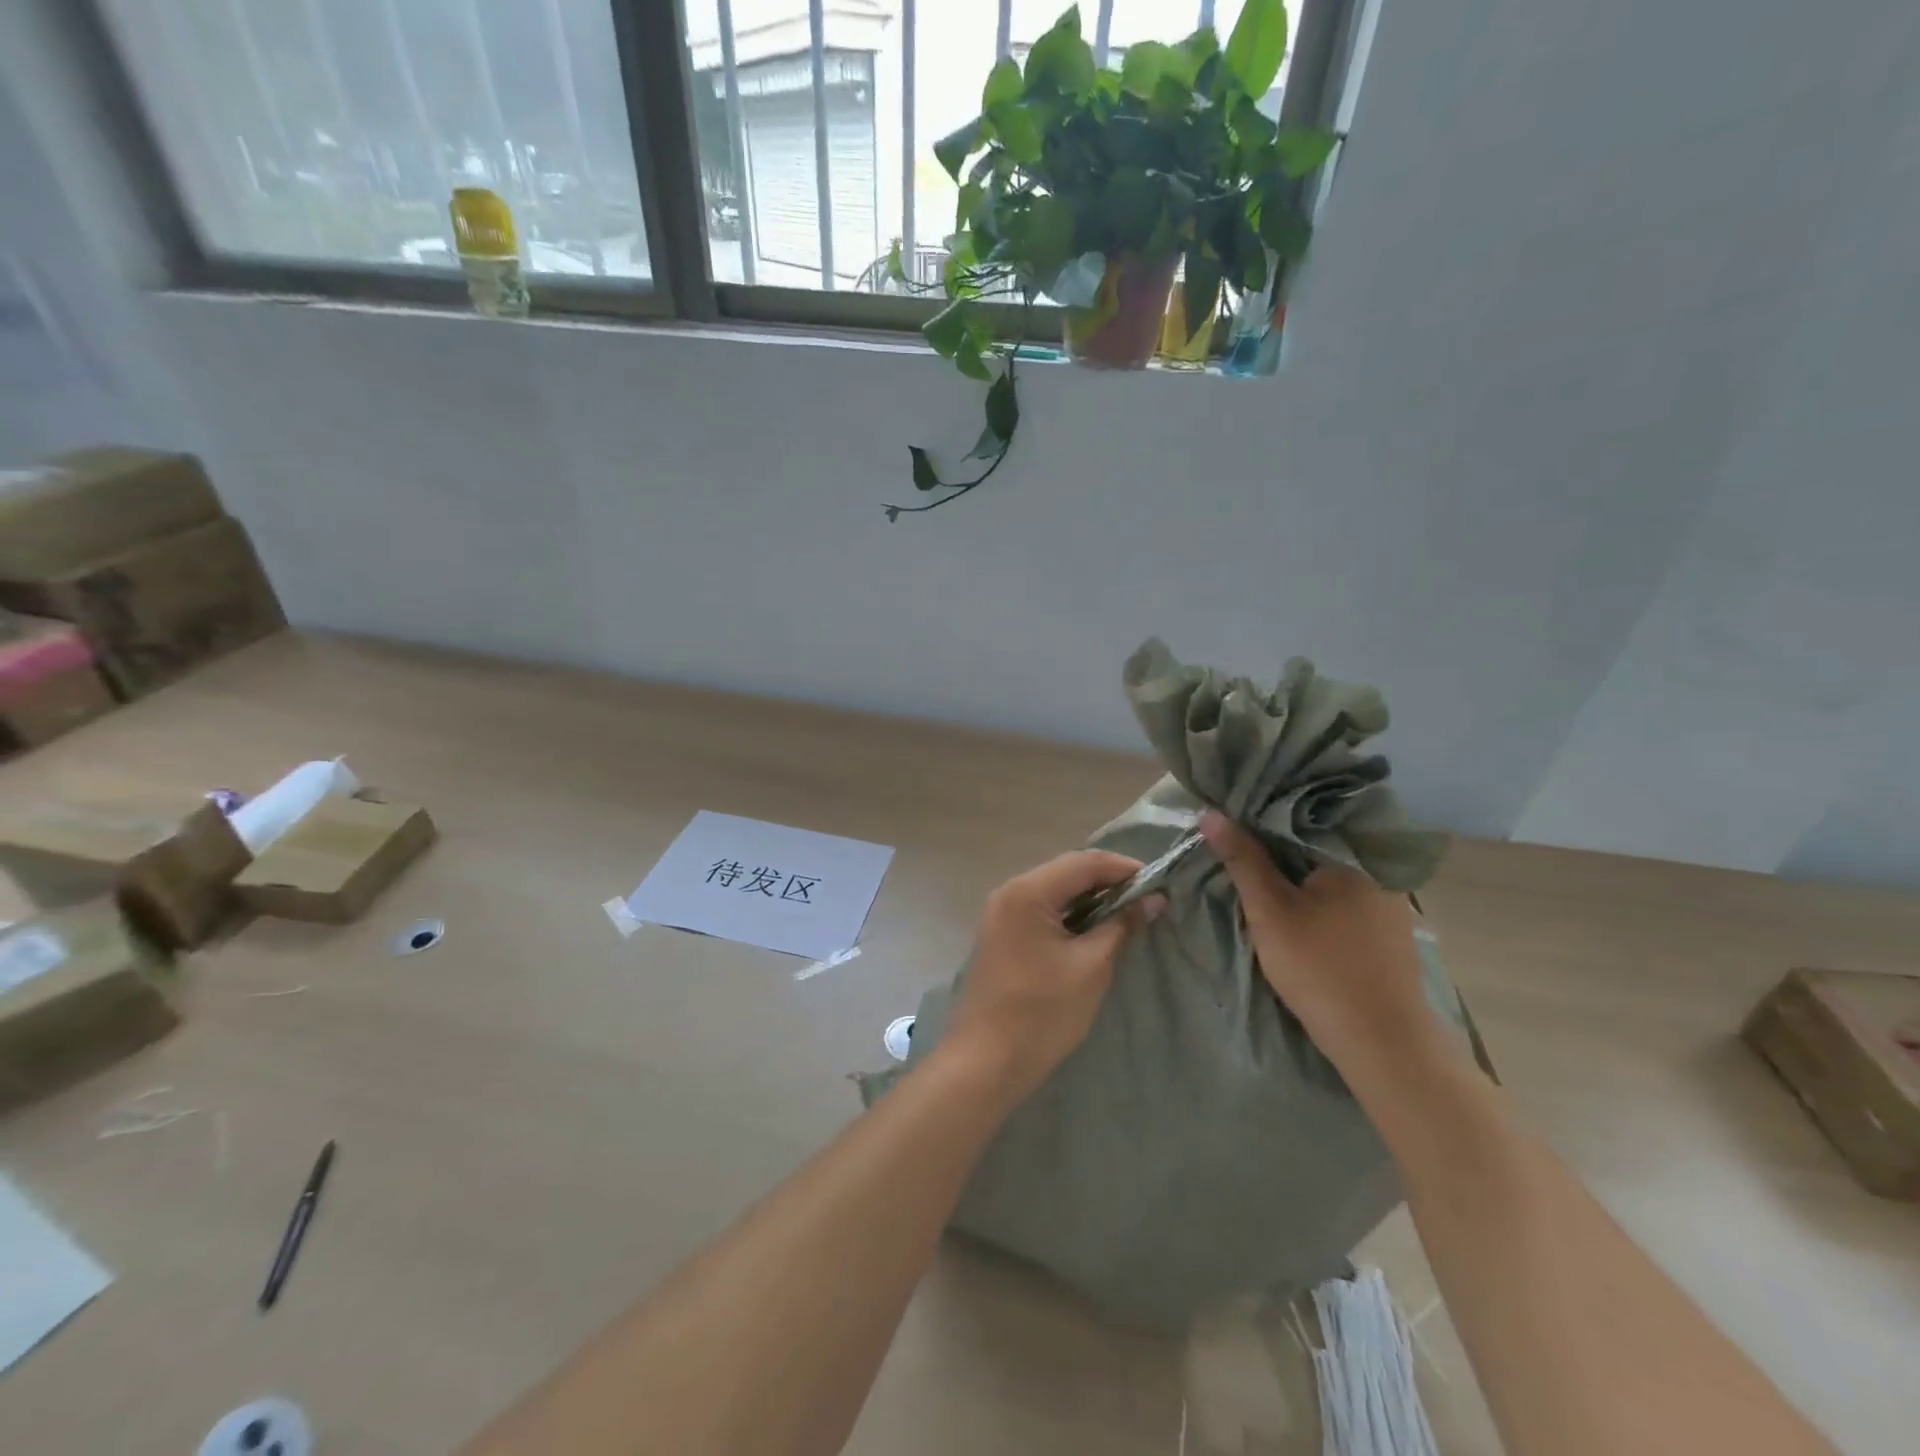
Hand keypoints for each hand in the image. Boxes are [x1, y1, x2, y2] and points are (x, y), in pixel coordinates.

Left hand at [939, 850, 1164, 1108]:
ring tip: (1127, 914)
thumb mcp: (1091, 967)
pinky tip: (1094, 930)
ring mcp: (1000, 913)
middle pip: (1066, 872)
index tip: (1160, 883)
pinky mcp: (1001, 934)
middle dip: (1108, 882)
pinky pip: (1041, 910)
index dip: (1124, 868)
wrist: (986, 1061)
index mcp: (1027, 892)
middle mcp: (1009, 892)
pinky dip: (1070, 914)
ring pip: (1054, 891)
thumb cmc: (1042, 1012)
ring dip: (1090, 899)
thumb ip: (1121, 926)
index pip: (1084, 862)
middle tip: (1147, 899)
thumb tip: (1153, 900)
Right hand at [1200, 811, 1440, 1065]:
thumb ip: (1242, 860)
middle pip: (1314, 846)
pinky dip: (1317, 896)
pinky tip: (1295, 908)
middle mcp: (1377, 869)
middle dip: (1276, 848)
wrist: (1382, 1042)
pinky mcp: (1388, 931)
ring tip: (1258, 874)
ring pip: (1328, 873)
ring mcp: (1388, 901)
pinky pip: (1344, 897)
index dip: (1259, 819)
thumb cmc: (1320, 968)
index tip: (1229, 824)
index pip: (1298, 818)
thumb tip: (1211, 813)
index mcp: (1352, 855)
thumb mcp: (1270, 911)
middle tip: (1235, 850)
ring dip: (1296, 874)